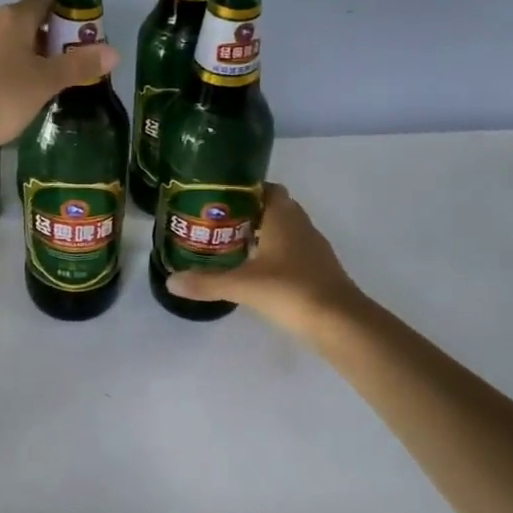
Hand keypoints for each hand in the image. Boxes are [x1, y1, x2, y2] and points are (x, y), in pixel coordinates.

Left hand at [0, 0, 117, 158]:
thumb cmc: (1, 97)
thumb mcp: (46, 82)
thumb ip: (78, 65)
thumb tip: (114, 51)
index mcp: (12, 17)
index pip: (45, 2)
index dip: (66, 17)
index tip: (80, 40)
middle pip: (23, 22)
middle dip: (45, 40)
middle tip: (64, 68)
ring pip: (3, 42)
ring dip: (21, 56)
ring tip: (38, 85)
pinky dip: (0, 71)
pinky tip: (8, 95)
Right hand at [165, 184, 367, 332]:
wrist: (342, 325)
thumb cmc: (291, 291)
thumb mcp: (242, 285)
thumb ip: (206, 282)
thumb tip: (170, 281)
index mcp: (283, 217)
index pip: (265, 188)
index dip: (243, 189)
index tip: (217, 197)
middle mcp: (300, 226)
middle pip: (272, 208)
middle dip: (246, 212)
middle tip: (215, 222)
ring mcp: (313, 249)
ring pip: (283, 231)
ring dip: (260, 234)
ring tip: (228, 245)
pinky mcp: (318, 271)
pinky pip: (291, 252)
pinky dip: (272, 255)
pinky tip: (253, 270)